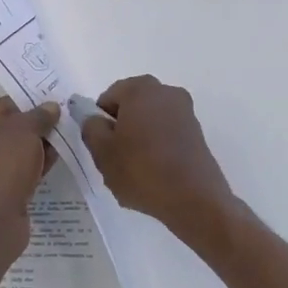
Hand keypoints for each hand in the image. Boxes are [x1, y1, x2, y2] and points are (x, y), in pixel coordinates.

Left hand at [0, 98, 59, 262]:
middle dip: (31, 132)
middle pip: (2, 133)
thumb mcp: (25, 129)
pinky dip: (26, 172)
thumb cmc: (0, 163)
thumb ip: (39, 115)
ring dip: (31, 153)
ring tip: (57, 149)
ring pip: (6, 157)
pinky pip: (8, 178)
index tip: (51, 110)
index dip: (27, 107)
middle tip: (57, 130)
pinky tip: (46, 169)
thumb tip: (51, 107)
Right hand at [79, 76, 243, 248]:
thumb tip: (94, 118)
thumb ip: (91, 128)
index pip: (107, 98)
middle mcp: (165, 91)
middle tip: (117, 160)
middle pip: (130, 107)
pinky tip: (156, 173)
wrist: (194, 198)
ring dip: (140, 139)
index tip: (103, 148)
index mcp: (140, 88)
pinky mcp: (197, 132)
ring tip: (137, 170)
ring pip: (149, 121)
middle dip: (121, 129)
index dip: (100, 123)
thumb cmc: (142, 170)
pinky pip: (166, 134)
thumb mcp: (102, 152)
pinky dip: (158, 147)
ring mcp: (185, 111)